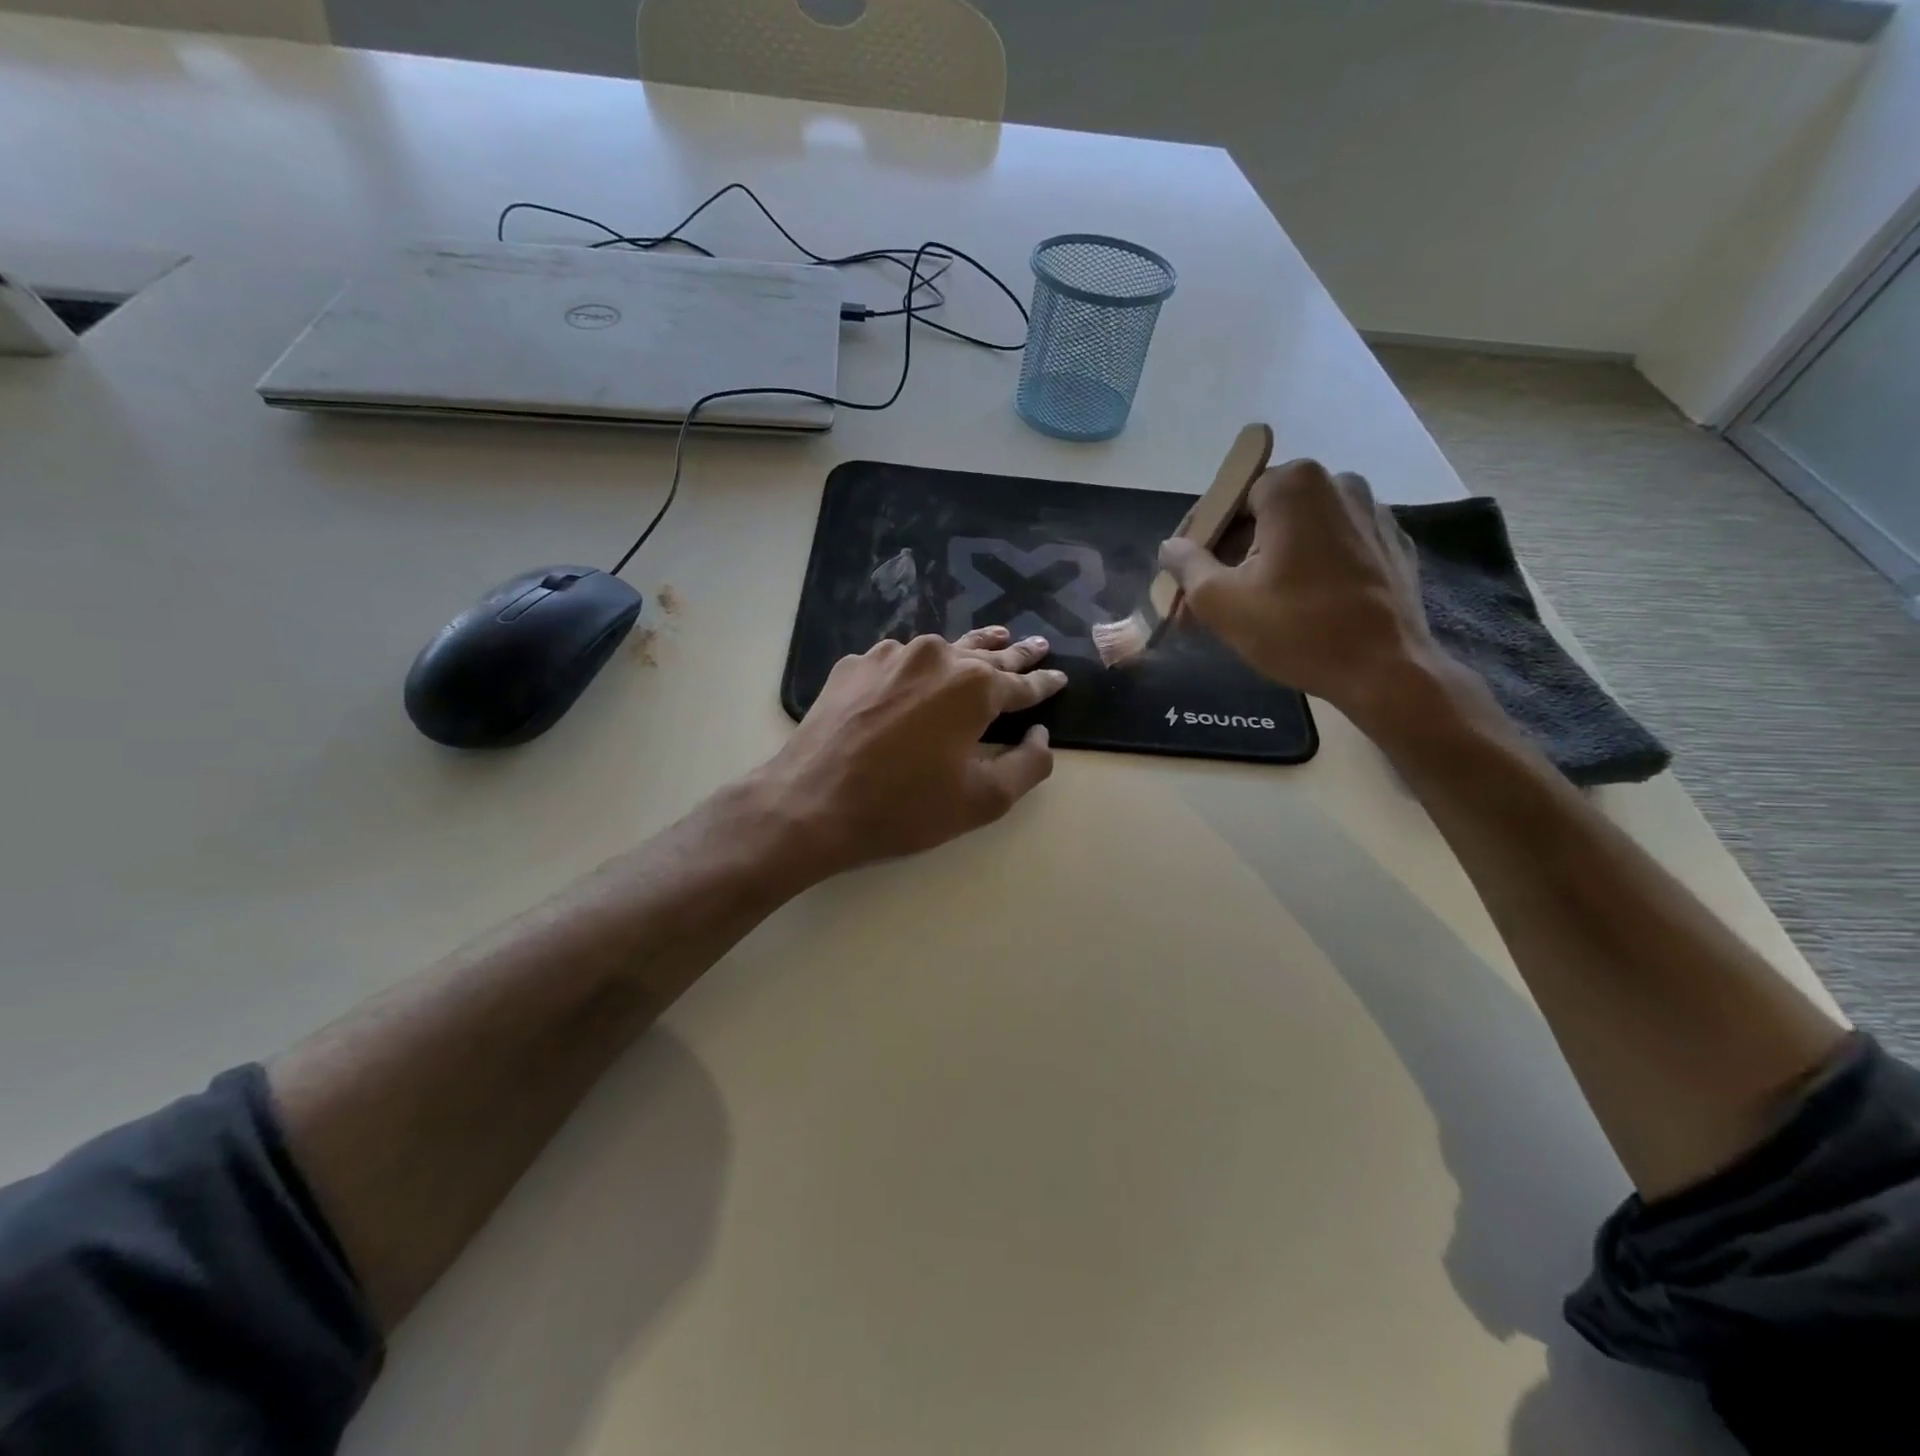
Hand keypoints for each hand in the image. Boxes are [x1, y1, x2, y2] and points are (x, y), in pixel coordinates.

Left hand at [755, 626, 1067, 875]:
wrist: (811, 803)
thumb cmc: (904, 806)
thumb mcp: (983, 800)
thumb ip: (1029, 765)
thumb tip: (1041, 735)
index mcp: (973, 686)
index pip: (1022, 683)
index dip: (1045, 683)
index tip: (1060, 676)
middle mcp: (934, 656)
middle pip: (985, 654)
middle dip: (1015, 653)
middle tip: (1036, 644)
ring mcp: (888, 656)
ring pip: (939, 650)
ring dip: (966, 650)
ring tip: (990, 641)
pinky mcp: (853, 666)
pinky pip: (895, 663)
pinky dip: (913, 670)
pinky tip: (914, 679)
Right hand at [1158, 459, 1443, 729]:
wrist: (1385, 671)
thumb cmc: (1296, 629)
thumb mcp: (1220, 601)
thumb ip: (1186, 565)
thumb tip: (1170, 547)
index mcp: (1294, 485)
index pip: (1226, 502)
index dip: (1198, 542)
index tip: (1184, 578)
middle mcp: (1339, 483)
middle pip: (1263, 515)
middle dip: (1231, 554)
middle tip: (1209, 600)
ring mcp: (1373, 512)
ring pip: (1299, 532)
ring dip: (1268, 562)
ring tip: (1251, 607)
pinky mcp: (1392, 545)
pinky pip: (1333, 548)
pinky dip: (1309, 569)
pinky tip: (1298, 607)